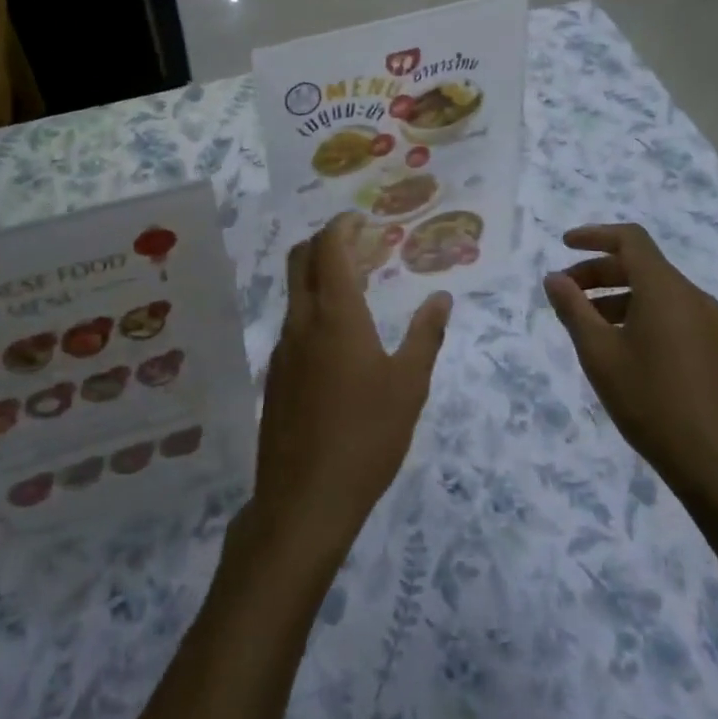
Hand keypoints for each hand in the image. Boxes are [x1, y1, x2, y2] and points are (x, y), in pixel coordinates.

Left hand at [249, 213, 452, 570]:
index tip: (361, 219)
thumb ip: (426, 336)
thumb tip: (442, 298)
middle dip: (325, 241)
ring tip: (356, 286)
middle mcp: (301, 321)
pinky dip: (313, 308)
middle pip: (301, 260)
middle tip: (358, 244)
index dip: (342, 226)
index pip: (329, 249)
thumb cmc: (366, 437)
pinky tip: (338, 337)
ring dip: (319, 276)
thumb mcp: (409, 386)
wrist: (304, 499)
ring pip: (295, 292)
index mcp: (335, 315)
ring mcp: (282, 348)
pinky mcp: (275, 375)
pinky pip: (292, 323)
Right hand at [544, 223, 717, 506]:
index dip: (594, 235)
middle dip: (598, 271)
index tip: (563, 245)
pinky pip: (668, 311)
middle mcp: (691, 296)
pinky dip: (636, 311)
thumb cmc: (649, 402)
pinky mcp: (711, 346)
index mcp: (665, 290)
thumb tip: (554, 278)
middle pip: (640, 264)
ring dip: (614, 294)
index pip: (630, 240)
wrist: (714, 464)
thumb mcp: (599, 354)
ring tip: (584, 322)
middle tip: (564, 292)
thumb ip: (573, 309)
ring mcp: (706, 322)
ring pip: (654, 289)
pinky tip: (615, 343)